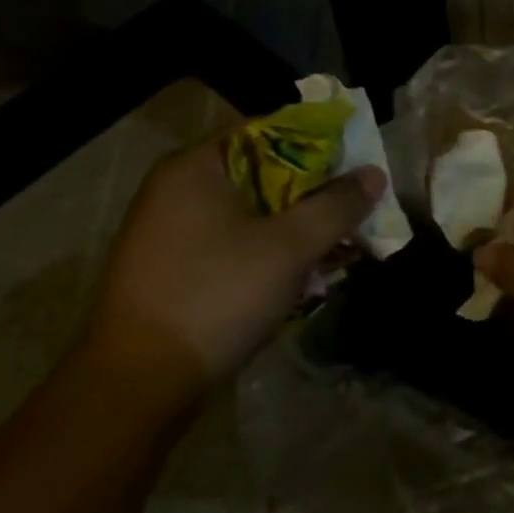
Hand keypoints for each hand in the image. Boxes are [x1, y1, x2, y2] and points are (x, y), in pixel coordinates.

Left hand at [78, 134, 383, 400]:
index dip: (321, 142)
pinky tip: (307, 276)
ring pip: (255, 212)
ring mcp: (174, 232)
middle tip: (357, 210)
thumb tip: (374, 174)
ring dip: (299, 227)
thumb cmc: (216, 296)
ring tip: (342, 248)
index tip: (359, 163)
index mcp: (198, 167)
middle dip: (316, 192)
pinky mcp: (178, 269)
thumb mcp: (289, 247)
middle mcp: (180, 189)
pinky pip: (238, 243)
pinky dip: (273, 252)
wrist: (139, 383)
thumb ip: (336, 206)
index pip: (270, 129)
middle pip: (265, 172)